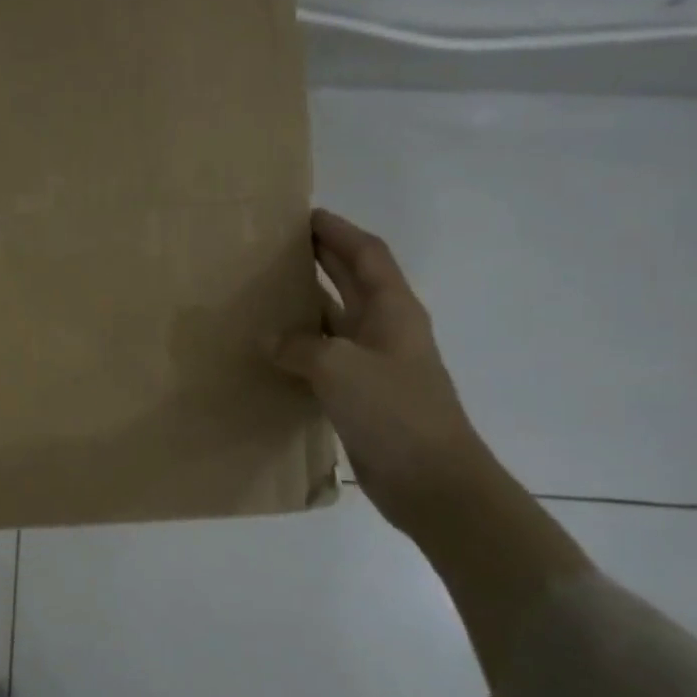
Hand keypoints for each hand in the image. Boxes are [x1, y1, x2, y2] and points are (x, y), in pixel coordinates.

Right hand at [269, 210, 491, 533]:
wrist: (431, 480)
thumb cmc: (393, 411)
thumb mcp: (338, 367)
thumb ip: (299, 345)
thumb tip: (271, 338)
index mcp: (393, 310)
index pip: (367, 255)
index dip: (339, 232)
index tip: (306, 216)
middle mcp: (386, 329)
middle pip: (352, 281)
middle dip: (322, 259)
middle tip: (279, 246)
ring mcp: (375, 363)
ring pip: (335, 319)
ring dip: (306, 303)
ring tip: (265, 291)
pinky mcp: (361, 394)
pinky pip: (325, 357)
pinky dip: (300, 346)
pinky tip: (271, 349)